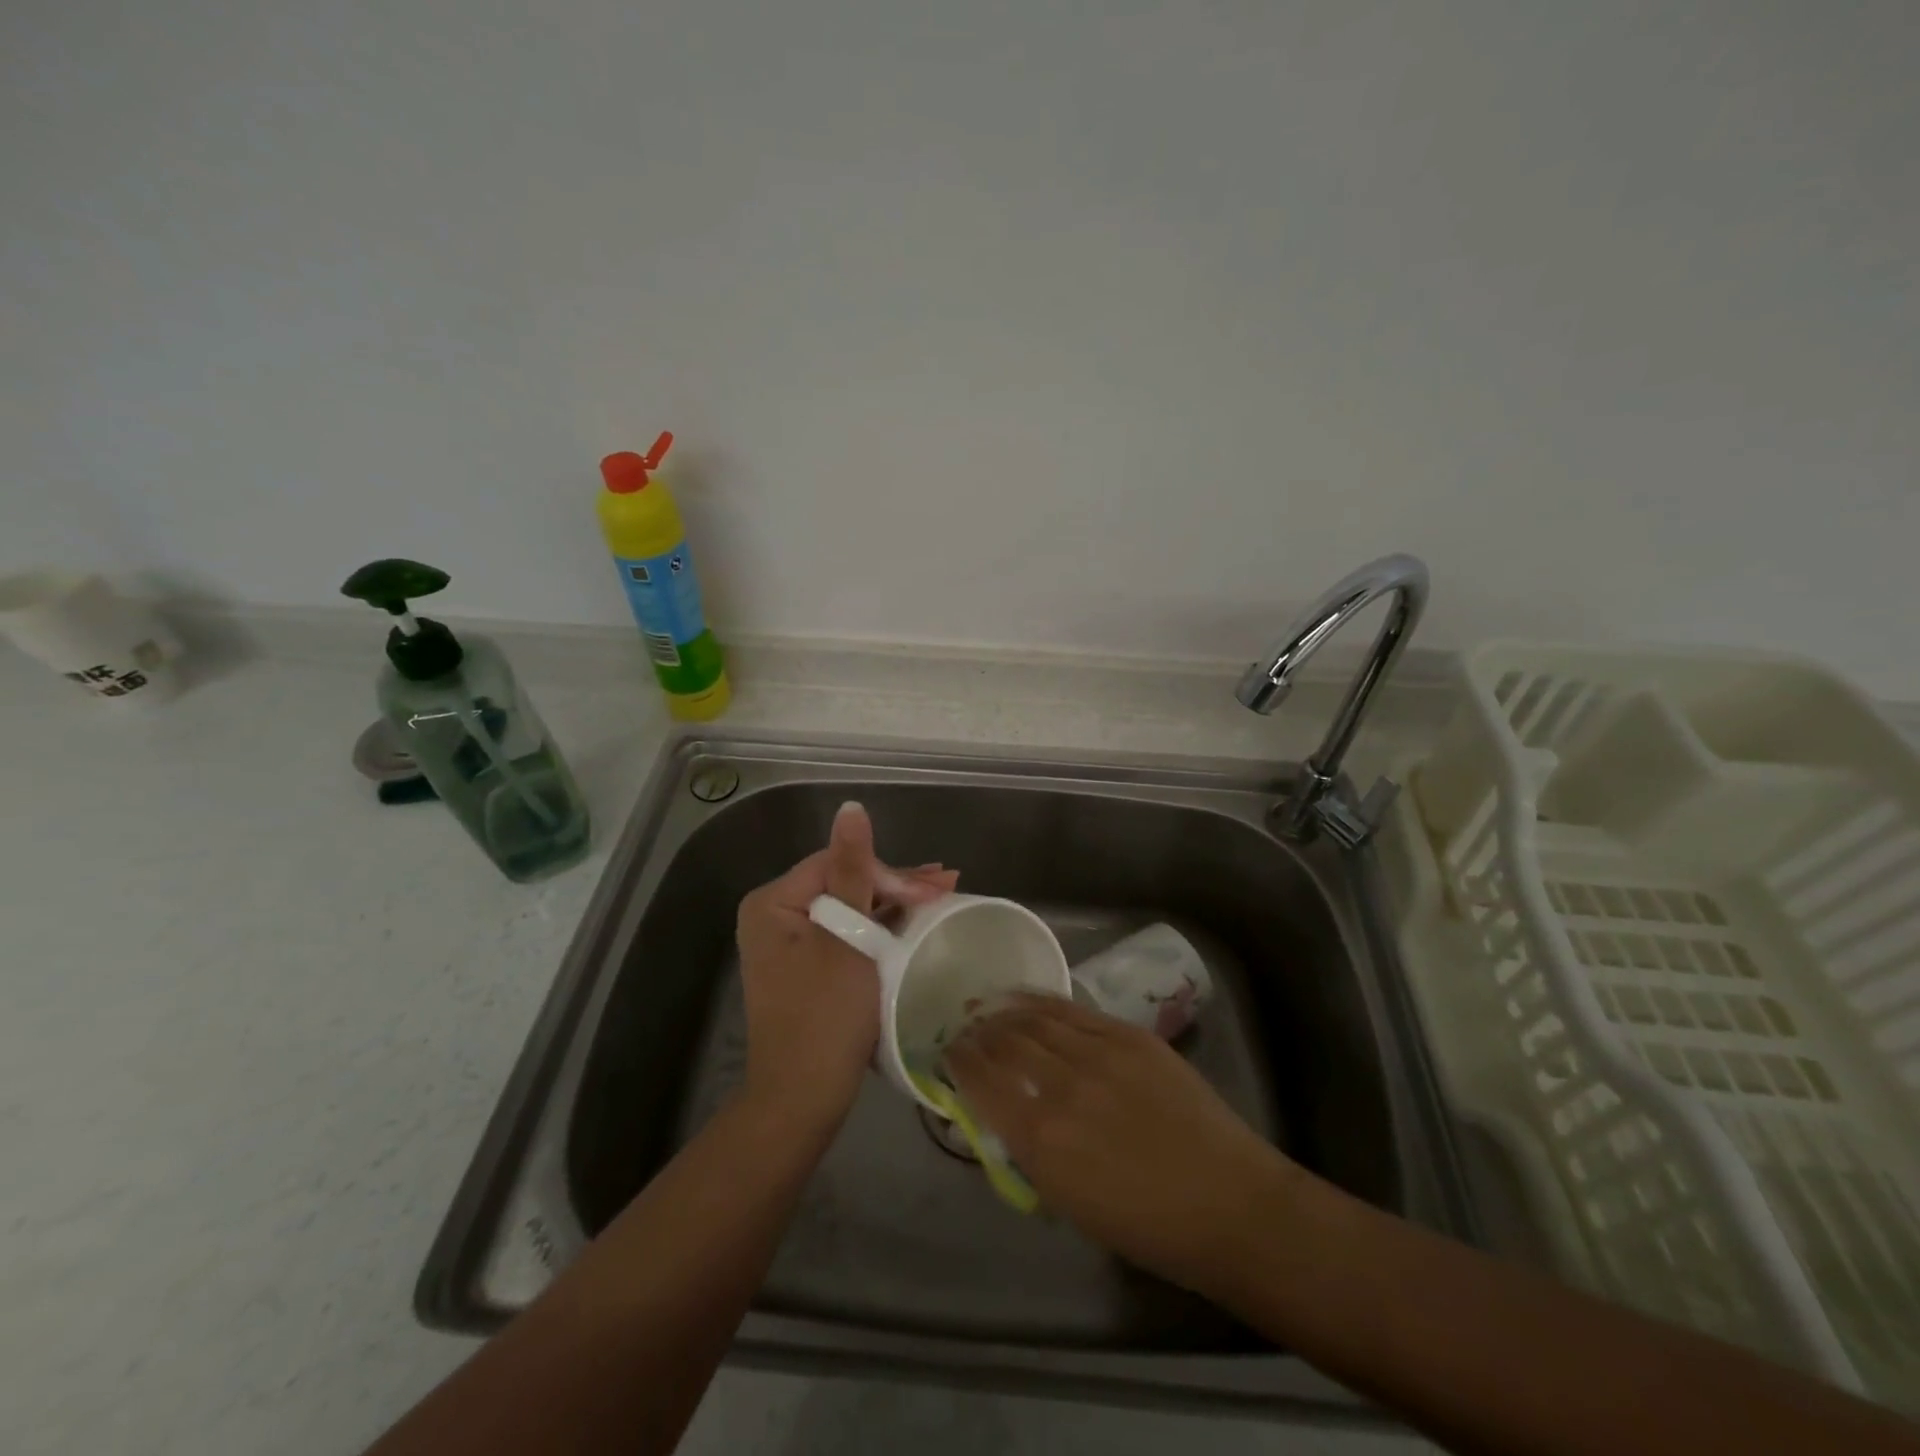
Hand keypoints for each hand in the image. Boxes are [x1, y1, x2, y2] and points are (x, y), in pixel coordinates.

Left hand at [735, 801, 957, 1131]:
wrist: (802, 1100)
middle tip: (946, 887)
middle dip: (894, 887)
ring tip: (938, 897)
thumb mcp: (845, 938)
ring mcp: (790, 943)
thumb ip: (852, 871)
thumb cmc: (824, 1017)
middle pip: (843, 883)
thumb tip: (851, 808)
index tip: (933, 891)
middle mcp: (775, 916)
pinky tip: (911, 922)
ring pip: (848, 908)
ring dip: (892, 905)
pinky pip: (845, 933)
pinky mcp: (807, 967)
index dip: (887, 873)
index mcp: (773, 902)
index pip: (838, 864)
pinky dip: (878, 930)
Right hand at [943, 993, 1298, 1294]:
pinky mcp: (1128, 1035)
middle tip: (967, 1030)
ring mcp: (1098, 1053)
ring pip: (1035, 1019)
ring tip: (988, 1009)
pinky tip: (1024, 998)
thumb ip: (1026, 1149)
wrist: (1227, 1204)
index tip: (949, 1053)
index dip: (958, 1061)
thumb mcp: (1067, 1200)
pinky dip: (1040, 1001)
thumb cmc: (1146, 1225)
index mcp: (1039, 1138)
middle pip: (1004, 1042)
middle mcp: (1060, 1086)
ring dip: (1004, 1013)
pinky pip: (1072, 1009)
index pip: (980, 1081)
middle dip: (978, 1034)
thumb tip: (1000, 1110)